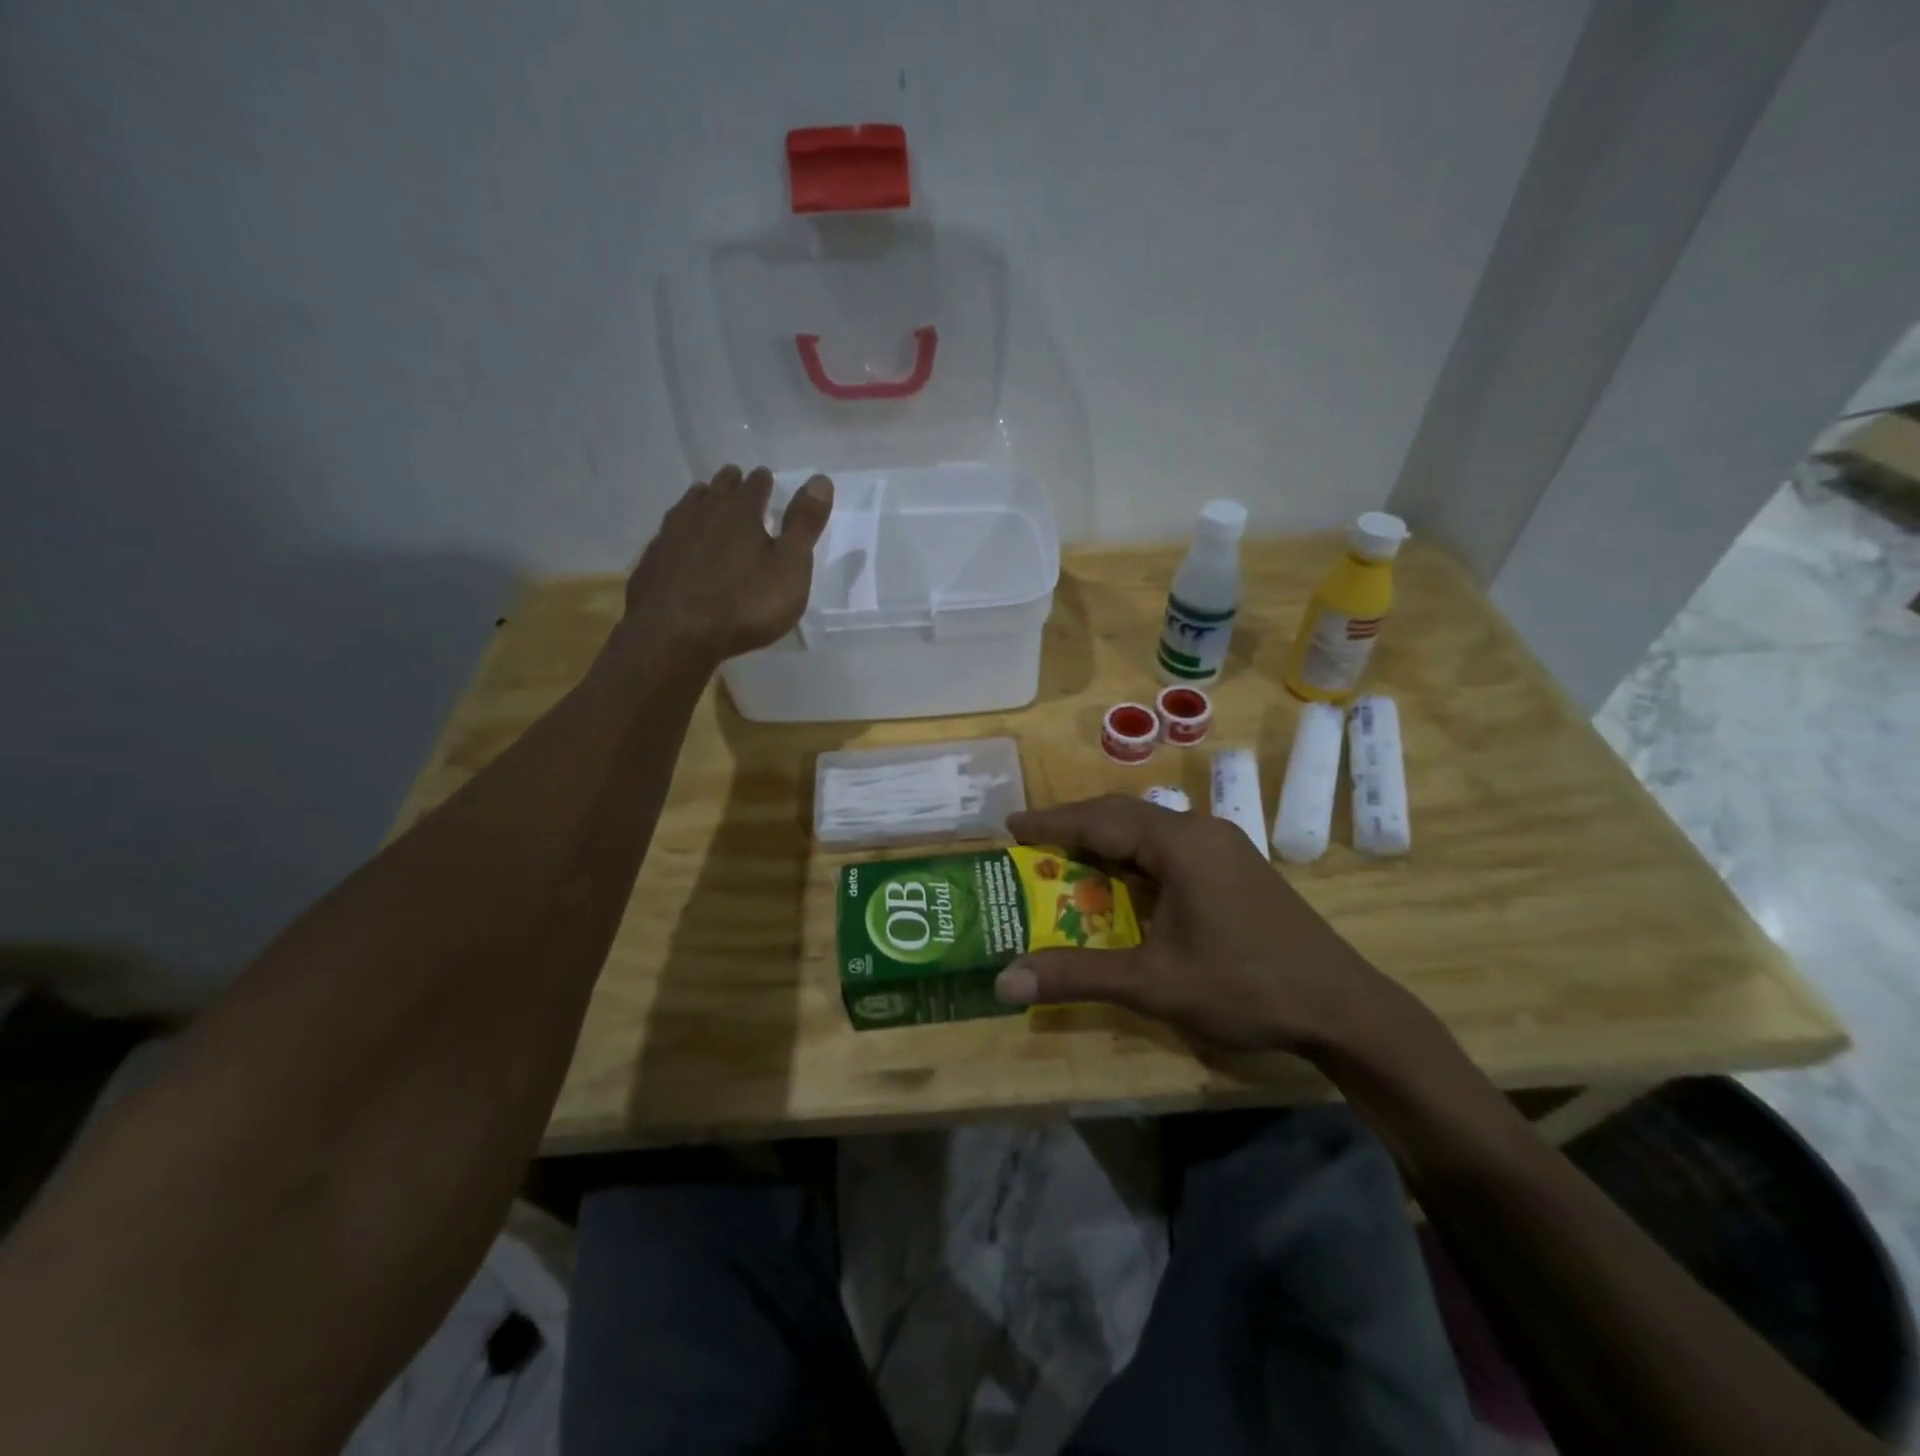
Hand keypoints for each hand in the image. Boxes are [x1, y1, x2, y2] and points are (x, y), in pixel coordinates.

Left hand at [618, 466, 832, 665]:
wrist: (674, 634)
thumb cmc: (745, 604)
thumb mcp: (790, 568)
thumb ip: (805, 525)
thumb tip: (821, 478)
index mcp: (742, 514)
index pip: (755, 486)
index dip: (763, 481)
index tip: (765, 477)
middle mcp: (704, 514)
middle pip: (718, 490)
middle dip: (729, 483)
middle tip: (734, 479)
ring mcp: (672, 535)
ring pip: (689, 506)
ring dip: (701, 500)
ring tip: (705, 499)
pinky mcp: (652, 560)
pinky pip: (668, 533)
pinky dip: (679, 529)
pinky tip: (679, 540)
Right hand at [993, 794, 1395, 1054]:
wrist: (1343, 1008)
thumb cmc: (1244, 987)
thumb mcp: (1153, 983)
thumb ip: (1076, 975)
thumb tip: (1004, 981)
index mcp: (1180, 842)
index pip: (1100, 820)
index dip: (1052, 823)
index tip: (1011, 827)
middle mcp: (1201, 830)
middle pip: (1124, 814)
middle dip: (1075, 824)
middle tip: (1032, 840)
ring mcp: (1224, 845)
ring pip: (1150, 828)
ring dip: (1107, 838)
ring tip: (1067, 855)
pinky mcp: (1236, 865)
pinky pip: (1171, 845)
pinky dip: (1135, 854)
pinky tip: (1123, 878)